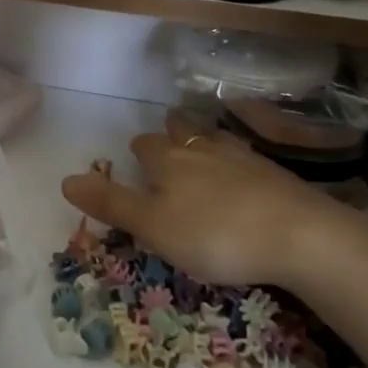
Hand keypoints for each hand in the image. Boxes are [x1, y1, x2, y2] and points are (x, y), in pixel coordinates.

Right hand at [59, 110, 365, 289]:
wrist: (301, 236)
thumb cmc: (215, 234)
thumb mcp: (153, 226)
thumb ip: (111, 204)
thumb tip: (65, 179)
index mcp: (169, 161)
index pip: (145, 146)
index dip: (137, 152)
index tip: (135, 161)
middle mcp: (203, 149)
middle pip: (182, 131)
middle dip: (171, 133)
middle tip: (167, 143)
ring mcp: (244, 158)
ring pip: (216, 139)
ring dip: (204, 140)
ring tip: (202, 148)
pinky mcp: (277, 174)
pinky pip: (248, 158)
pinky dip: (238, 161)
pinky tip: (245, 175)